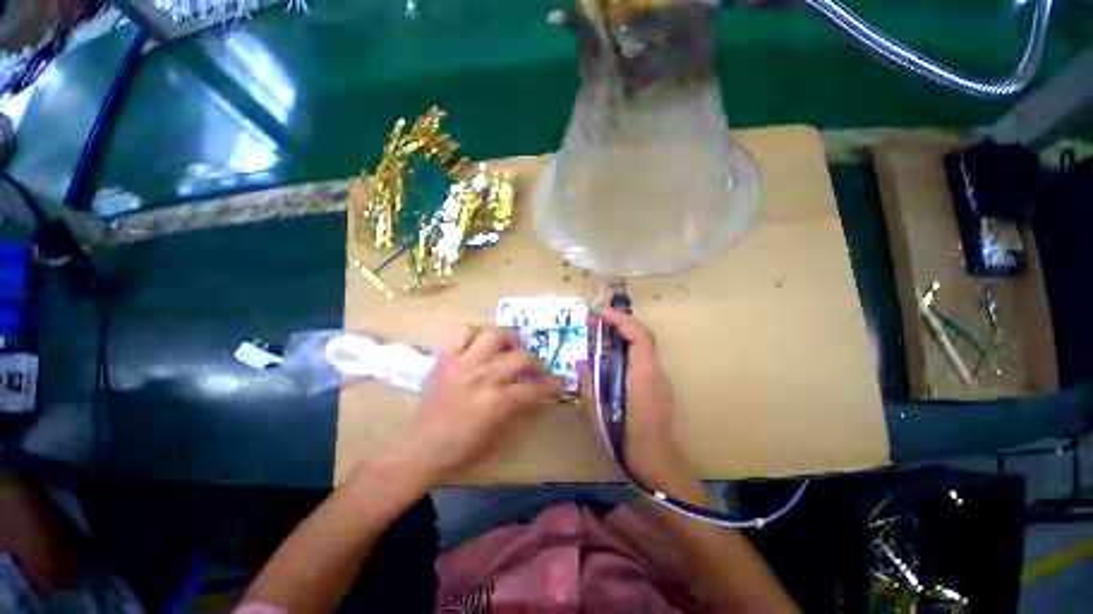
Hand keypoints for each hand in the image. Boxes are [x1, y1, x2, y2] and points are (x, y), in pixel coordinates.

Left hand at [401, 326, 560, 482]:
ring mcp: (462, 363)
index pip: (534, 388)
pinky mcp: (446, 358)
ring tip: (511, 347)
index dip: (551, 386)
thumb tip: (539, 393)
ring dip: (509, 339)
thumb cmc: (462, 448)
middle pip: (521, 356)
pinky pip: (462, 332)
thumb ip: (521, 409)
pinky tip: (481, 343)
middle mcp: (482, 376)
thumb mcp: (498, 435)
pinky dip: (475, 333)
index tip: (557, 383)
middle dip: (536, 363)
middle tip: (535, 369)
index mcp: (496, 401)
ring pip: (494, 334)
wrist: (421, 449)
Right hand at [579, 309, 695, 491]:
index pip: (639, 337)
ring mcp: (661, 378)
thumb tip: (582, 362)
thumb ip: (589, 384)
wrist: (656, 461)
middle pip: (644, 336)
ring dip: (624, 333)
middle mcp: (656, 372)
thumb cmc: (625, 439)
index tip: (602, 313)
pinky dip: (628, 347)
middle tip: (598, 320)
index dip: (622, 321)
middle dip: (622, 322)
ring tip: (601, 332)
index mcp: (643, 377)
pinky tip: (612, 353)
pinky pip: (644, 357)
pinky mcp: (659, 384)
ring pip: (644, 345)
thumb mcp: (598, 412)